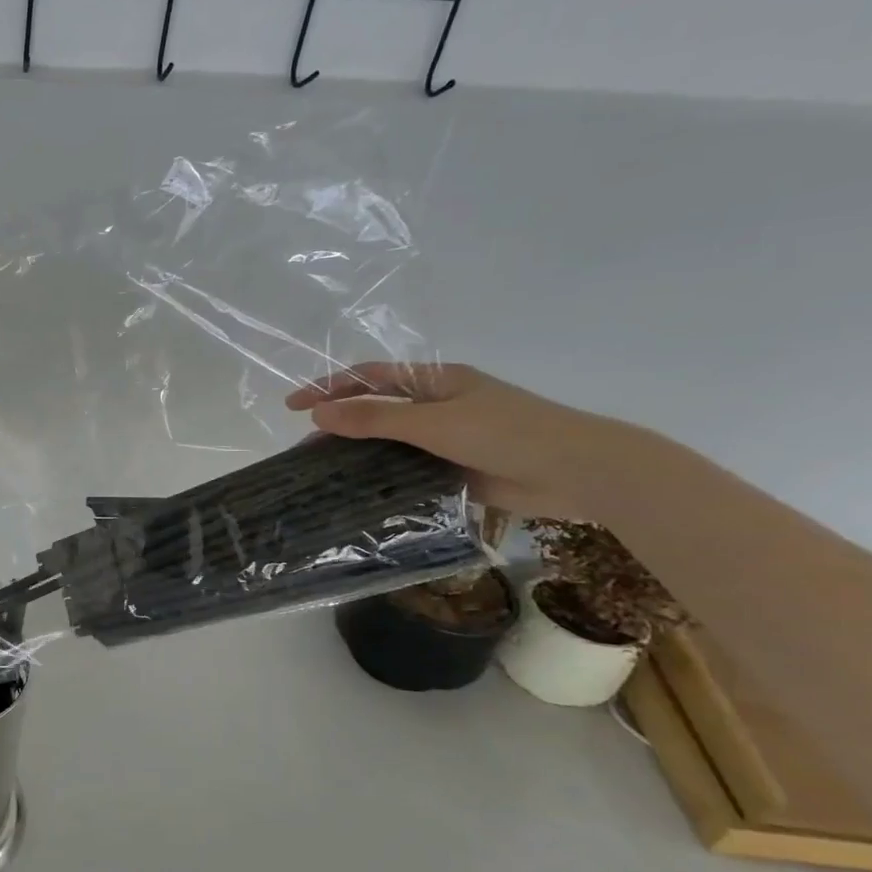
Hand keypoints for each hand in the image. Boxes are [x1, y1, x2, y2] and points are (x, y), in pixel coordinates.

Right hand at [285, 362, 636, 521]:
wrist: (578, 472)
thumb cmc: (507, 432)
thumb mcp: (433, 422)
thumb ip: (374, 419)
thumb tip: (317, 414)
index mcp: (435, 382)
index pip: (370, 377)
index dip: (329, 387)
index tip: (293, 406)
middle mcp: (437, 408)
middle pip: (376, 411)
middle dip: (339, 424)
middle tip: (304, 448)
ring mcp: (446, 441)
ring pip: (388, 445)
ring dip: (357, 455)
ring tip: (321, 474)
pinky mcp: (454, 471)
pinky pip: (407, 472)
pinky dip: (382, 479)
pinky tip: (357, 493)